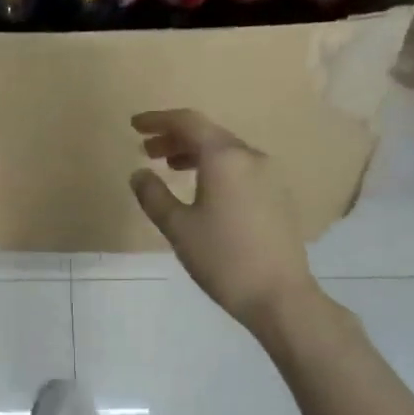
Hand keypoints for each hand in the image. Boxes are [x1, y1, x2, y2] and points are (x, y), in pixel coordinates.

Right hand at [129, 110, 318, 327]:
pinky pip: (239, 168)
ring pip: (225, 151)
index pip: (188, 122)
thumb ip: (153, 195)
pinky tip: (201, 189)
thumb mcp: (177, 227)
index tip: (135, 125)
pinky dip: (213, 168)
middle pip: (208, 134)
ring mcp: (269, 175)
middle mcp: (250, 157)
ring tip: (169, 168)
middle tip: (146, 150)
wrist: (278, 295)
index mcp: (225, 158)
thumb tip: (139, 174)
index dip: (158, 120)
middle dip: (174, 137)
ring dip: (193, 153)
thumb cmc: (222, 258)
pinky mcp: (277, 195)